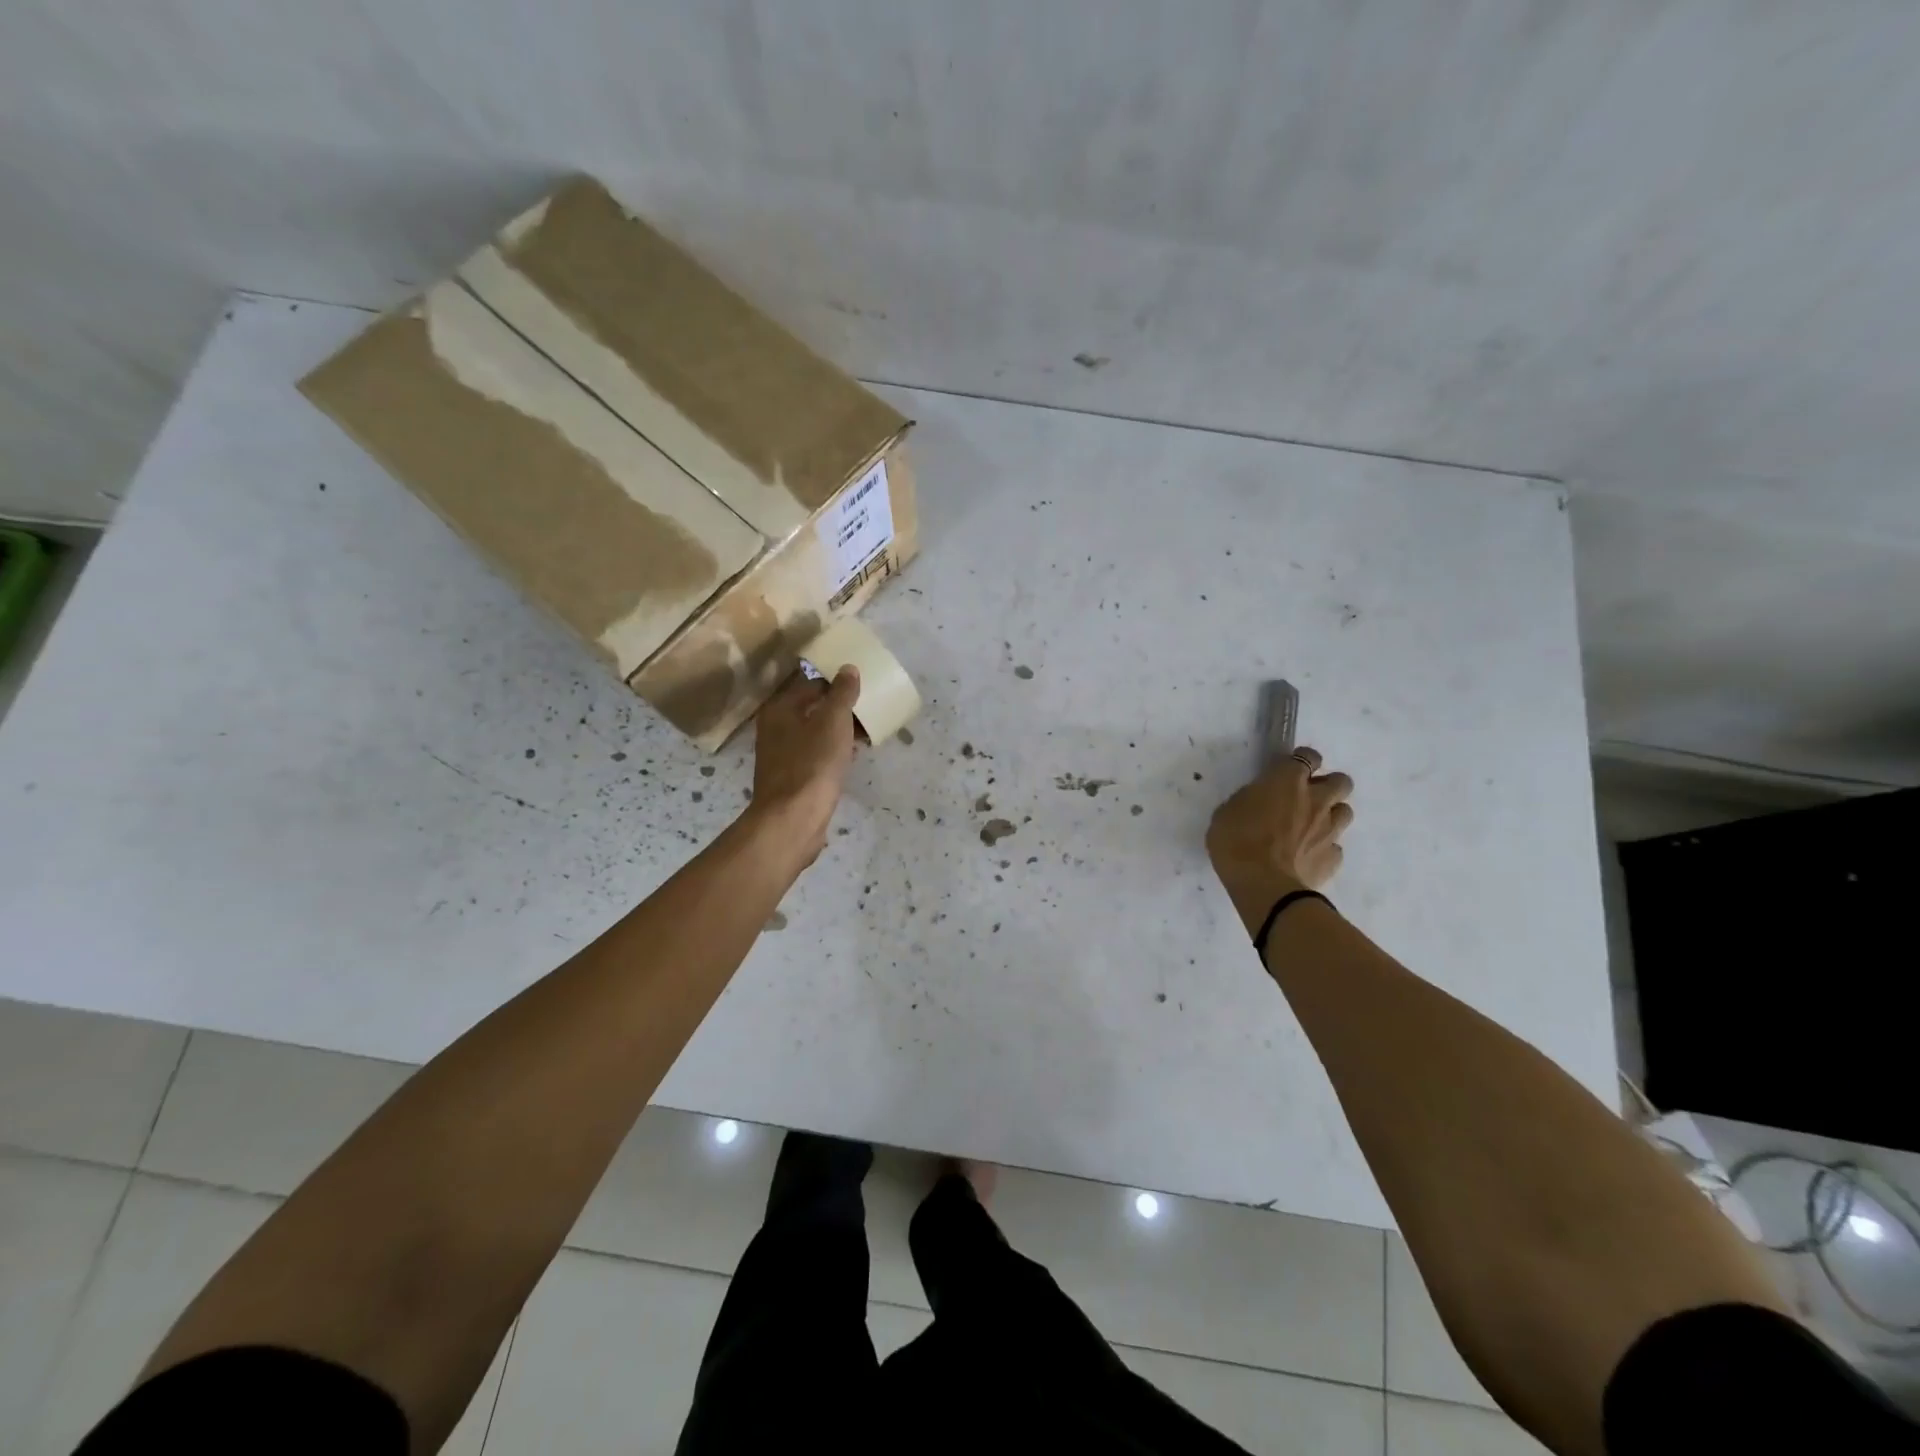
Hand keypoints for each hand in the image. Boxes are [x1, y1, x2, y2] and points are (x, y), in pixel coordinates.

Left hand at [746, 667, 861, 864]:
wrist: (794, 819)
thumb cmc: (812, 764)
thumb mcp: (833, 721)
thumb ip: (841, 693)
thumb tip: (848, 668)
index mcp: (780, 708)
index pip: (810, 682)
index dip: (835, 679)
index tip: (861, 680)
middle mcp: (775, 727)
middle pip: (812, 707)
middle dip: (840, 705)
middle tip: (869, 703)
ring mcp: (783, 754)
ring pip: (816, 732)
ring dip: (839, 729)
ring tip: (868, 727)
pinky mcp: (794, 777)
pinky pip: (817, 754)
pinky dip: (835, 749)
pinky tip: (854, 753)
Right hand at [1206, 747, 1353, 935]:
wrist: (1263, 885)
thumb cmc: (1236, 841)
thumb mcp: (1228, 811)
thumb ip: (1250, 800)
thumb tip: (1258, 802)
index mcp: (1287, 781)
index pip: (1308, 756)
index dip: (1303, 760)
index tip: (1291, 770)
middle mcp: (1316, 800)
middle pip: (1341, 781)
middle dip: (1329, 786)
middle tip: (1308, 797)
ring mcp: (1329, 830)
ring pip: (1345, 812)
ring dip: (1331, 815)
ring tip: (1311, 827)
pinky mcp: (1333, 858)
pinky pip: (1335, 847)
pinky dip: (1324, 848)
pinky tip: (1307, 856)